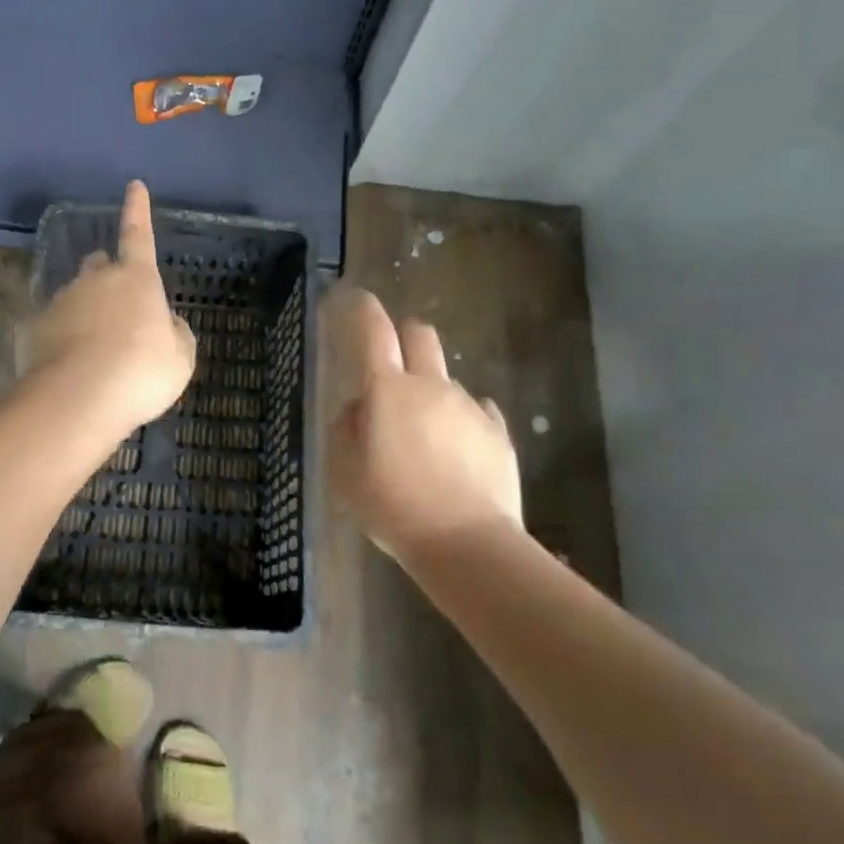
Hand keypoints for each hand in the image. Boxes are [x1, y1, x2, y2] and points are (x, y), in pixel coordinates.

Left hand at [17, 181, 196, 431]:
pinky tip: (70, 367)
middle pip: (101, 264)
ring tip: (96, 351)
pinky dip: (63, 338)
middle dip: (109, 275)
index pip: (139, 234)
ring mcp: (61, 301)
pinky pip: (53, 325)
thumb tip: (164, 323)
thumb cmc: (140, 372)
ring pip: (76, 295)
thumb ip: (175, 333)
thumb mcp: (180, 357)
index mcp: (136, 278)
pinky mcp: (35, 327)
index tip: (134, 185)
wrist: (78, 399)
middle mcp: (96, 280)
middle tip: (119, 307)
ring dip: (87, 312)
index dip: (138, 210)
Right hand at [323, 285, 525, 558]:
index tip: (350, 298)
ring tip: (422, 439)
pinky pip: (474, 411)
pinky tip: (453, 455)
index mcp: (388, 390)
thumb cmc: (393, 507)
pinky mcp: (498, 432)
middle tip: (391, 366)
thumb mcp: (345, 472)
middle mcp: (431, 386)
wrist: (467, 545)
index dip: (359, 307)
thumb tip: (359, 408)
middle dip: (403, 335)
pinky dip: (459, 421)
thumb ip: (347, 429)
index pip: (372, 329)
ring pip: (446, 377)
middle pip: (420, 334)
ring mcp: (469, 407)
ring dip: (430, 391)